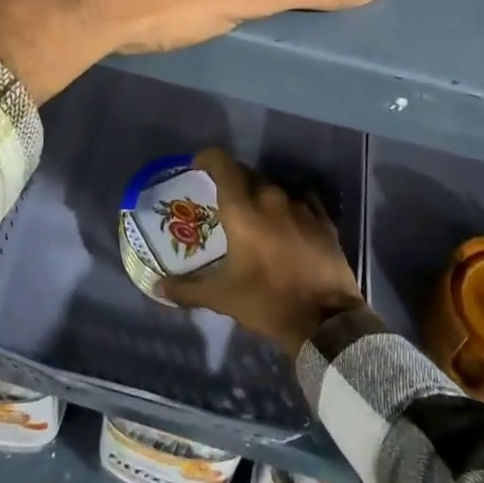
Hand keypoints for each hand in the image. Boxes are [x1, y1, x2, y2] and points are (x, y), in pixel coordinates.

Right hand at [160, 149, 365, 355]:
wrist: (326, 323)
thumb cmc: (267, 302)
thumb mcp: (221, 297)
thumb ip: (186, 289)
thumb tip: (157, 287)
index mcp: (243, 209)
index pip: (222, 163)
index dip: (207, 159)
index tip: (198, 168)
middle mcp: (271, 198)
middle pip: (247, 174)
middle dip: (232, 181)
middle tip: (223, 202)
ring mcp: (301, 207)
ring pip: (273, 188)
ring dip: (261, 197)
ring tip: (255, 219)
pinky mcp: (323, 220)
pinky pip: (301, 201)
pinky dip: (289, 208)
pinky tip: (287, 225)